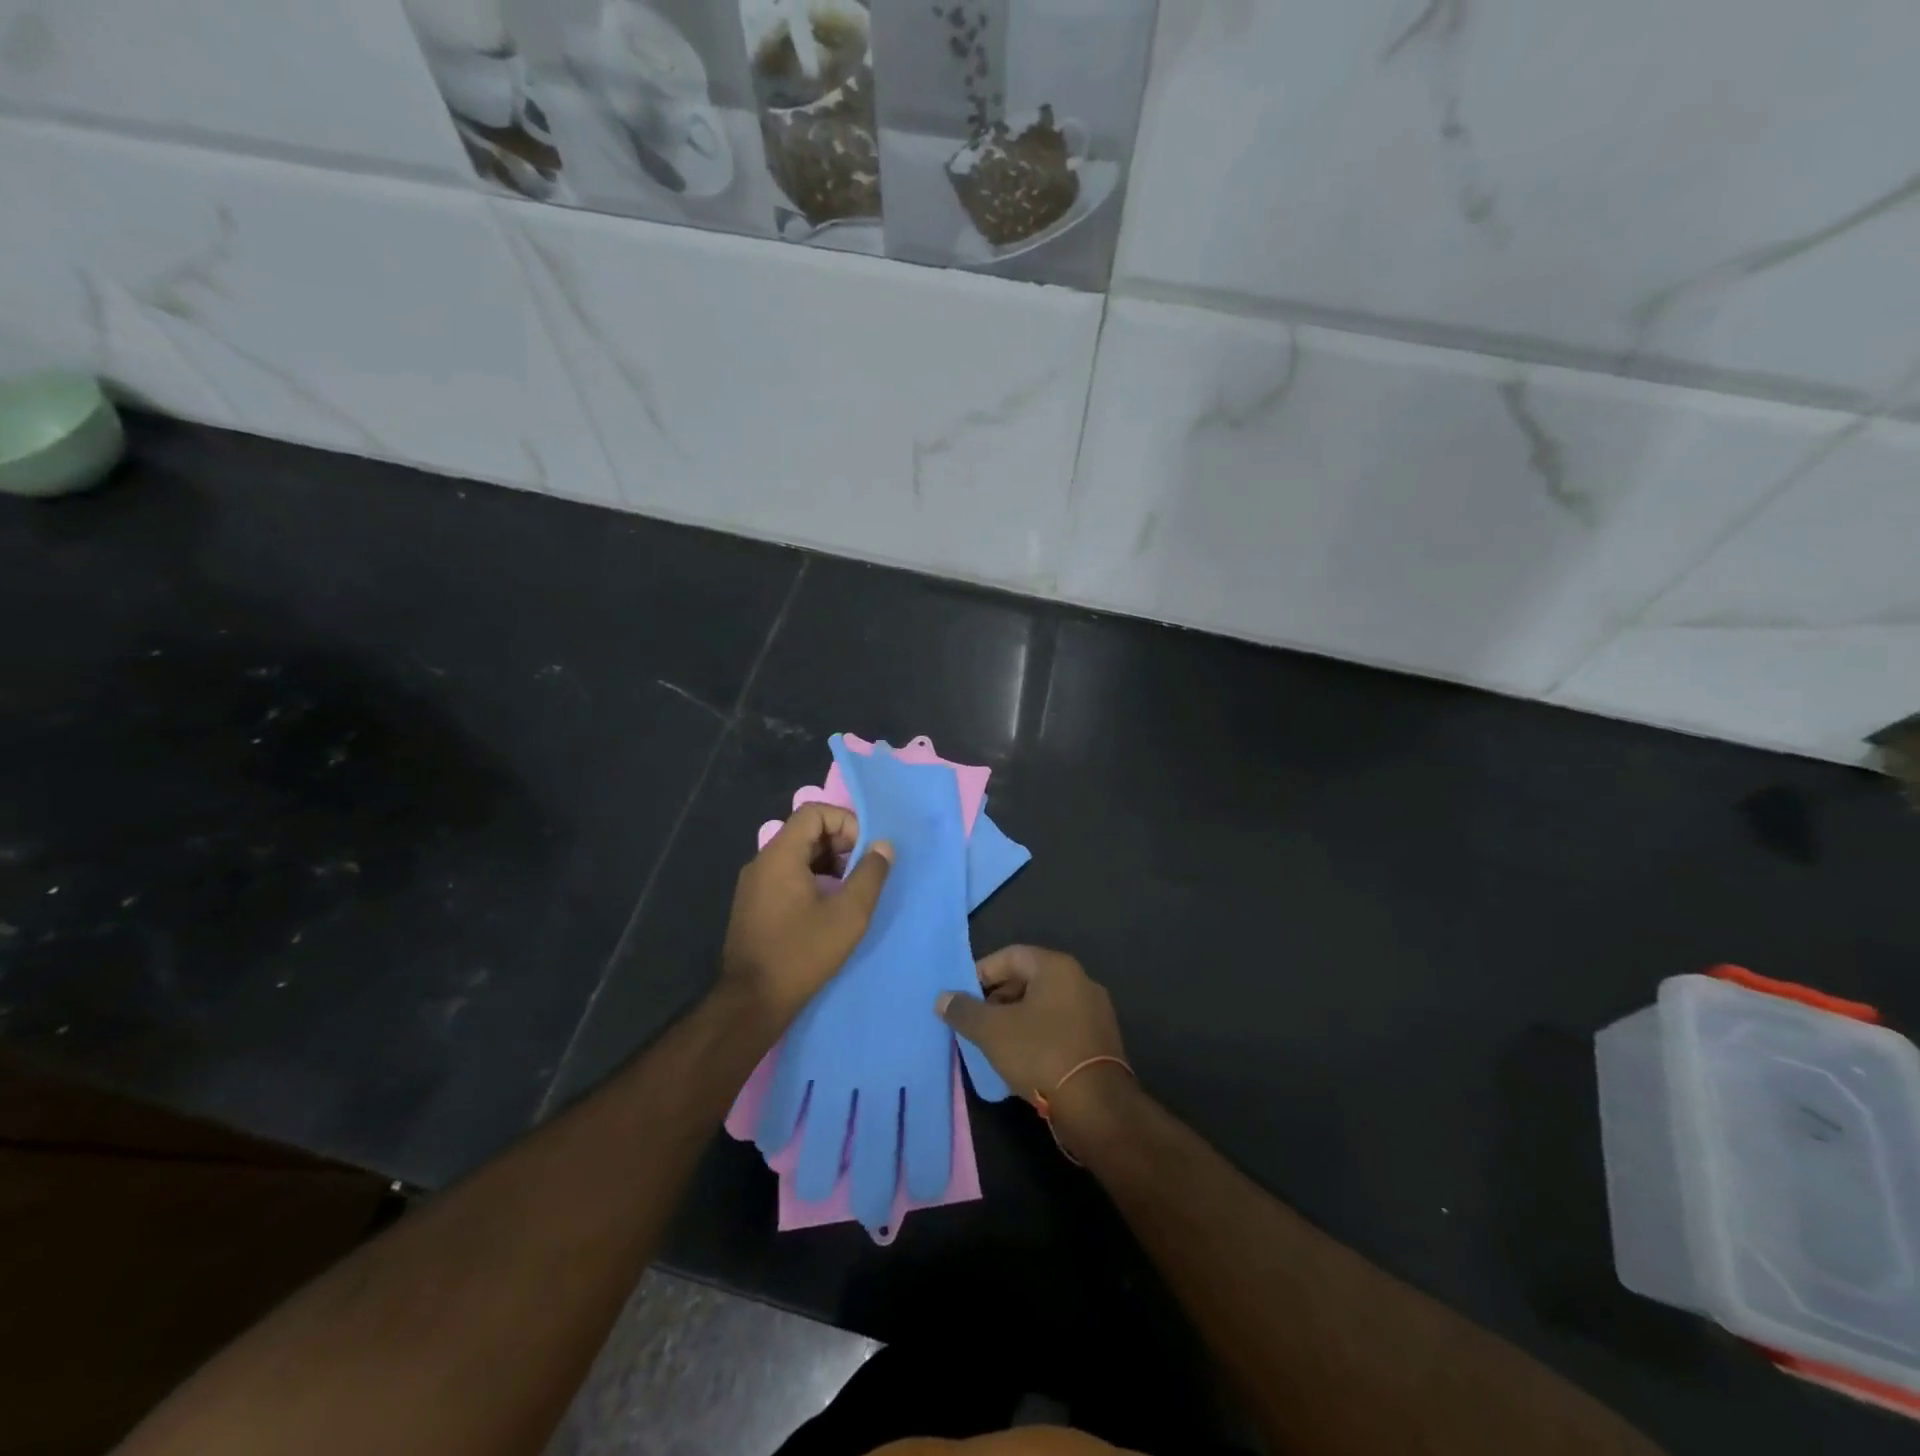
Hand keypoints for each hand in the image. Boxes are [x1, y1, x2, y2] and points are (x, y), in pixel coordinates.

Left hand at [721, 803, 891, 1025]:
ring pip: (798, 855)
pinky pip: (787, 876)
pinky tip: (829, 907)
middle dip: (841, 844)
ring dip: (829, 863)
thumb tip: (883, 846)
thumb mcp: (848, 914)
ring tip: (851, 891)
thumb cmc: (802, 953)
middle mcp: (762, 862)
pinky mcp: (754, 905)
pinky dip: (812, 879)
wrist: (752, 1001)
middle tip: (864, 872)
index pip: (814, 812)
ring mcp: (755, 884)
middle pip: (806, 831)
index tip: (866, 851)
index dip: (845, 822)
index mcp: (780, 855)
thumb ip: (870, 874)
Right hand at [935, 945, 1126, 1107]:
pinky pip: (1060, 1026)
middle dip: (997, 999)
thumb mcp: (993, 1031)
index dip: (981, 974)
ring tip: (994, 1043)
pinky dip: (1038, 1035)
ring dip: (1017, 1019)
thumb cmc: (1041, 1054)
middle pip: (1028, 979)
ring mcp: (1095, 1010)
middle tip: (976, 1023)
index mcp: (1056, 967)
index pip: (1010, 956)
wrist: (1097, 1107)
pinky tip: (1023, 1059)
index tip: (962, 999)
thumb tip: (943, 998)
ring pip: (1044, 1005)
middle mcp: (1080, 980)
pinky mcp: (1101, 1040)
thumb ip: (964, 1011)